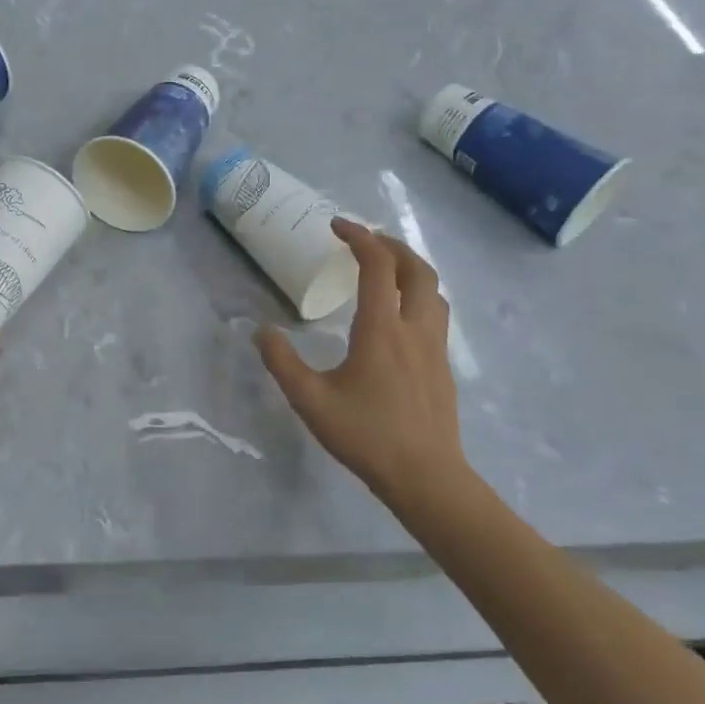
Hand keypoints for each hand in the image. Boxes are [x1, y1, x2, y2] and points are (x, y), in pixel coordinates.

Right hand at [255, 219, 470, 510]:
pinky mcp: (443, 365)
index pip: (377, 266)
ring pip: (434, 289)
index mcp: (382, 329)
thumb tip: (261, 332)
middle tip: (365, 239)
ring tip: (386, 268)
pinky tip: (401, 313)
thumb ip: (282, 363)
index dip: (359, 237)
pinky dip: (419, 293)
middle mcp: (414, 328)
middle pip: (416, 268)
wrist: (427, 477)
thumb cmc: (367, 436)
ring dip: (411, 267)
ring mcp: (435, 346)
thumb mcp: (310, 401)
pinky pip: (437, 312)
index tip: (336, 226)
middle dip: (391, 244)